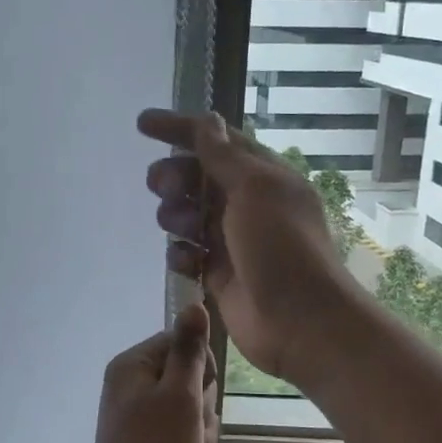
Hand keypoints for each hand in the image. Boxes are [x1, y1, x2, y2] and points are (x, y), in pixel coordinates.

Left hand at [73, 303, 219, 442]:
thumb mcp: (179, 395)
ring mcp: (143, 423)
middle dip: (202, 412)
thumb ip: (189, 350)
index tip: (199, 392)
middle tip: (192, 432)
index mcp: (133, 368)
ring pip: (195, 416)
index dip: (201, 368)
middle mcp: (135, 390)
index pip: (182, 344)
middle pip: (192, 383)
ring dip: (202, 439)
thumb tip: (193, 304)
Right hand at [139, 110, 356, 386]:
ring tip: (178, 225)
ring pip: (189, 214)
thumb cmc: (282, 246)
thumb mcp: (255, 189)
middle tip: (160, 185)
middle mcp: (249, 204)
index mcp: (265, 176)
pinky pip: (188, 252)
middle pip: (198, 177)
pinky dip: (181, 252)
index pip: (218, 141)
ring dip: (176, 214)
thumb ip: (224, 156)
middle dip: (175, 176)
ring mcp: (233, 240)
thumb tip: (208, 121)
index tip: (142, 124)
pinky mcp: (220, 273)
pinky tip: (186, 259)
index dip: (181, 130)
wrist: (300, 322)